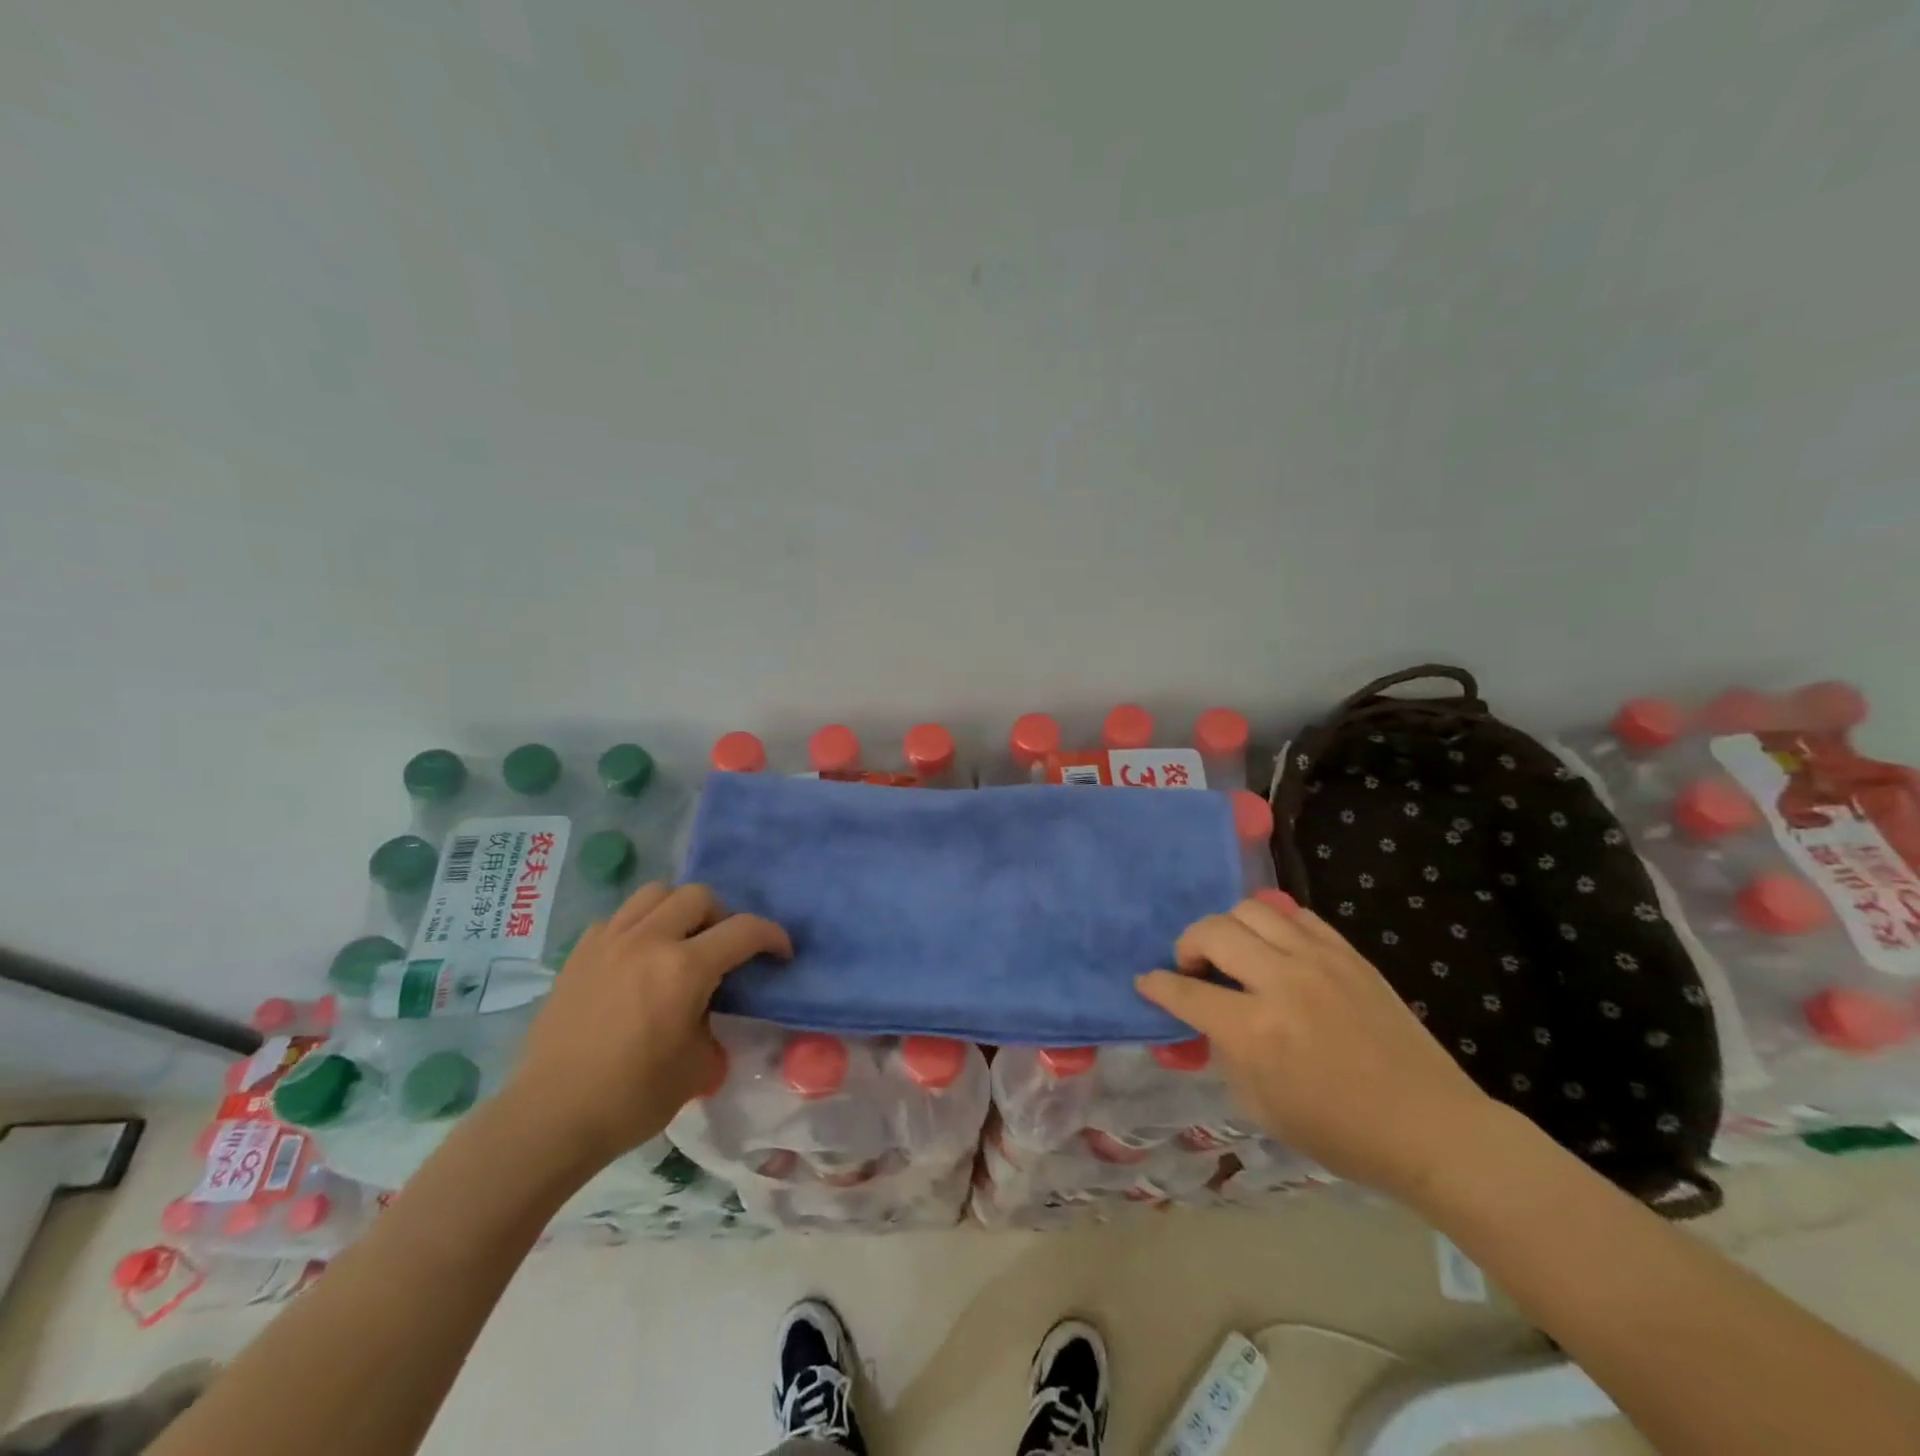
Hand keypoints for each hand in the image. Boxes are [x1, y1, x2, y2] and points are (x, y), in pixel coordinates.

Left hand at [501, 882, 790, 1172]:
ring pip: (656, 893)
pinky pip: (619, 917)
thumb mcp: (697, 1066)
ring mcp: (609, 941)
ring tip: (680, 940)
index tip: (781, 953)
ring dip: (679, 909)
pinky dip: (639, 925)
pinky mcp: (579, 953)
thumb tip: (709, 1009)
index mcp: (684, 968)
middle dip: (723, 916)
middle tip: (724, 949)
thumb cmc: (631, 1098)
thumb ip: (713, 1022)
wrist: (550, 1118)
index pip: (744, 930)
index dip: (772, 936)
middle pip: (699, 895)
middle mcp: (648, 940)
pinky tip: (638, 958)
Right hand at [1136, 892, 1498, 1202]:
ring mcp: (1318, 961)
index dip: (1157, 985)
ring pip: (1250, 910)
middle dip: (1187, 945)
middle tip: (1194, 968)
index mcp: (1255, 1031)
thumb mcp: (1260, 1106)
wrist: (1430, 1128)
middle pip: (1212, 931)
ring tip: (1235, 954)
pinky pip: (1296, 916)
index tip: (1147, 981)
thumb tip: (1205, 1019)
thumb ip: (1224, 1052)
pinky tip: (1277, 951)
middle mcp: (1282, 983)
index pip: (1186, 991)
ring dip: (1228, 928)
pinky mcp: (1348, 954)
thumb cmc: (1340, 1132)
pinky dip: (1273, 926)